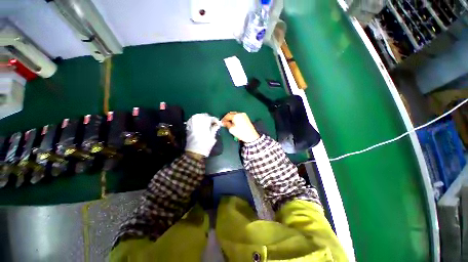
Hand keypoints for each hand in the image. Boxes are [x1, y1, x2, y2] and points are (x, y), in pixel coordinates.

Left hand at [185, 113, 220, 156]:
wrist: (194, 153)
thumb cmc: (205, 146)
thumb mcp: (212, 138)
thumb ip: (214, 129)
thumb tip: (217, 124)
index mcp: (204, 127)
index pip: (210, 118)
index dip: (214, 119)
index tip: (217, 122)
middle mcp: (197, 125)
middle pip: (202, 116)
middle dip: (208, 117)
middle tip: (211, 121)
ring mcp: (192, 126)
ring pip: (196, 116)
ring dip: (201, 116)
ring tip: (205, 120)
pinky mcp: (188, 128)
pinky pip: (191, 120)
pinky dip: (195, 119)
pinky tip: (198, 121)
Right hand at [221, 112, 259, 142]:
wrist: (251, 136)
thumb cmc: (241, 133)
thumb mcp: (232, 129)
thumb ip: (227, 124)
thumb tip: (224, 122)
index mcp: (236, 116)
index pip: (227, 115)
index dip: (224, 119)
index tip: (221, 122)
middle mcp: (240, 114)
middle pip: (231, 113)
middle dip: (227, 117)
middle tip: (224, 122)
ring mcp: (244, 115)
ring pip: (235, 114)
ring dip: (231, 117)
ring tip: (229, 123)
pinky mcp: (246, 117)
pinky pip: (238, 116)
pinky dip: (235, 118)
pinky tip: (234, 122)